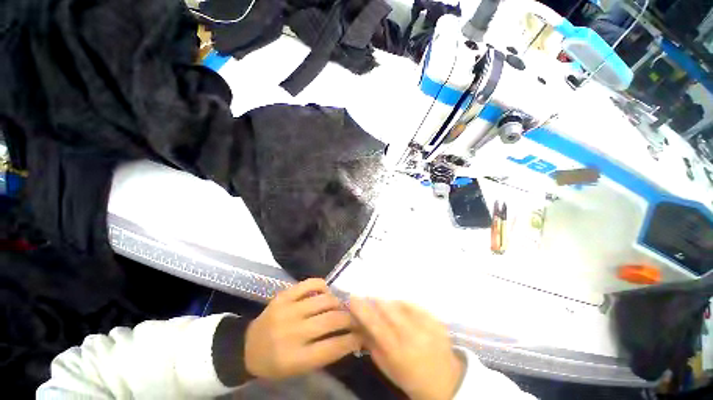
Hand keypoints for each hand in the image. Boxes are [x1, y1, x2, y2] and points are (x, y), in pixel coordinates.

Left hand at [244, 279, 360, 379]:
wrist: (247, 348)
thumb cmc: (276, 363)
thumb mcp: (299, 369)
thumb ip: (325, 353)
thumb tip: (351, 337)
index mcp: (295, 358)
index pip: (333, 347)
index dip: (353, 339)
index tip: (363, 334)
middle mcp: (292, 332)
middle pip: (331, 320)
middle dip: (350, 319)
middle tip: (356, 318)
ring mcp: (287, 310)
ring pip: (324, 300)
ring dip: (338, 302)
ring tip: (341, 306)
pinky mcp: (283, 295)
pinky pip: (310, 283)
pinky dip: (323, 286)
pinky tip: (326, 292)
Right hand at [349, 299, 463, 399]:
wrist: (445, 382)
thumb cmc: (409, 377)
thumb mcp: (386, 366)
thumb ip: (371, 343)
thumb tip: (359, 322)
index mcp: (396, 351)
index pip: (374, 323)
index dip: (362, 308)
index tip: (352, 297)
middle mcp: (411, 335)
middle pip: (387, 308)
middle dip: (375, 301)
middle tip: (370, 299)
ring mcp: (426, 326)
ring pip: (400, 303)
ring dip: (390, 303)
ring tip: (389, 309)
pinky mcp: (436, 320)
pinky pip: (414, 304)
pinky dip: (405, 305)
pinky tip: (404, 312)